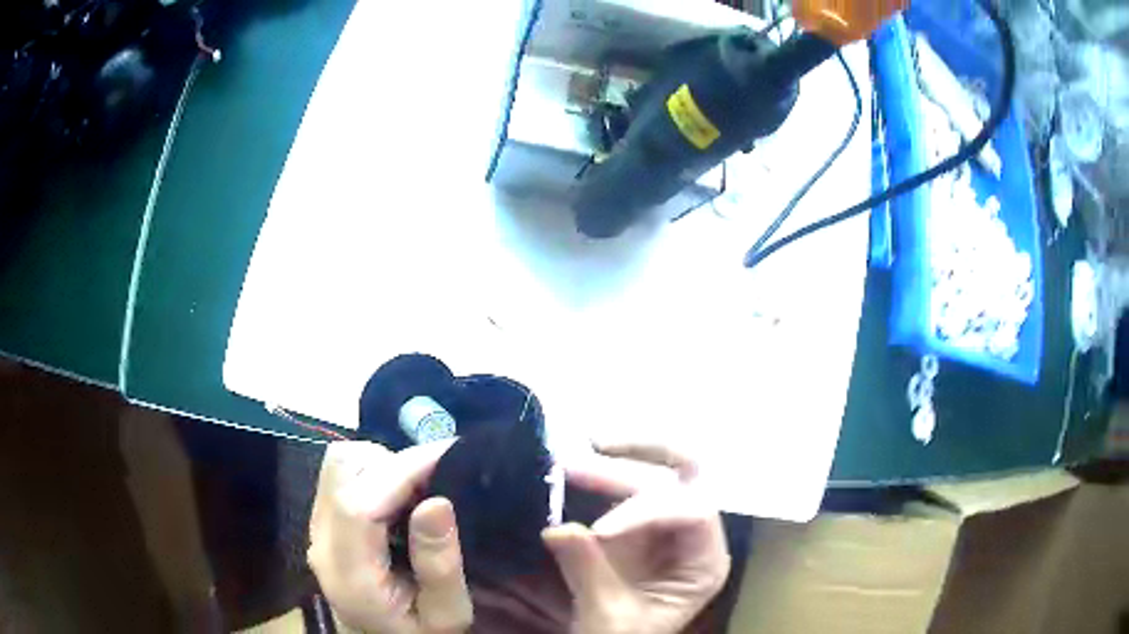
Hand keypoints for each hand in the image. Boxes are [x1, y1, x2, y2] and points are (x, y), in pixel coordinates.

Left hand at [308, 441, 472, 633]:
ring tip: (419, 488)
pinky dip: (374, 471)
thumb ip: (439, 566)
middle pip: (343, 473)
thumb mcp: (446, 614)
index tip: (449, 454)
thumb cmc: (420, 633)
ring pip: (339, 464)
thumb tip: (436, 501)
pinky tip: (399, 496)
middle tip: (438, 478)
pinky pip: (342, 475)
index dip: (402, 471)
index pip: (358, 505)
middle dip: (395, 463)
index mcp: (348, 573)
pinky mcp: (322, 520)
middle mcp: (321, 542)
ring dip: (383, 464)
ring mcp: (317, 528)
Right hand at [542, 443, 729, 633]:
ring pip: (653, 476)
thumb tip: (557, 527)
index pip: (694, 512)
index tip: (600, 531)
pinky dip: (599, 479)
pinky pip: (624, 492)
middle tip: (590, 451)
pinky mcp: (635, 528)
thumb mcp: (609, 614)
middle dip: (637, 462)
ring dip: (613, 465)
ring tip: (568, 463)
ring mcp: (663, 529)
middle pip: (682, 478)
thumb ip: (588, 571)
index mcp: (705, 562)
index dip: (649, 511)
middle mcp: (692, 536)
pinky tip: (573, 476)